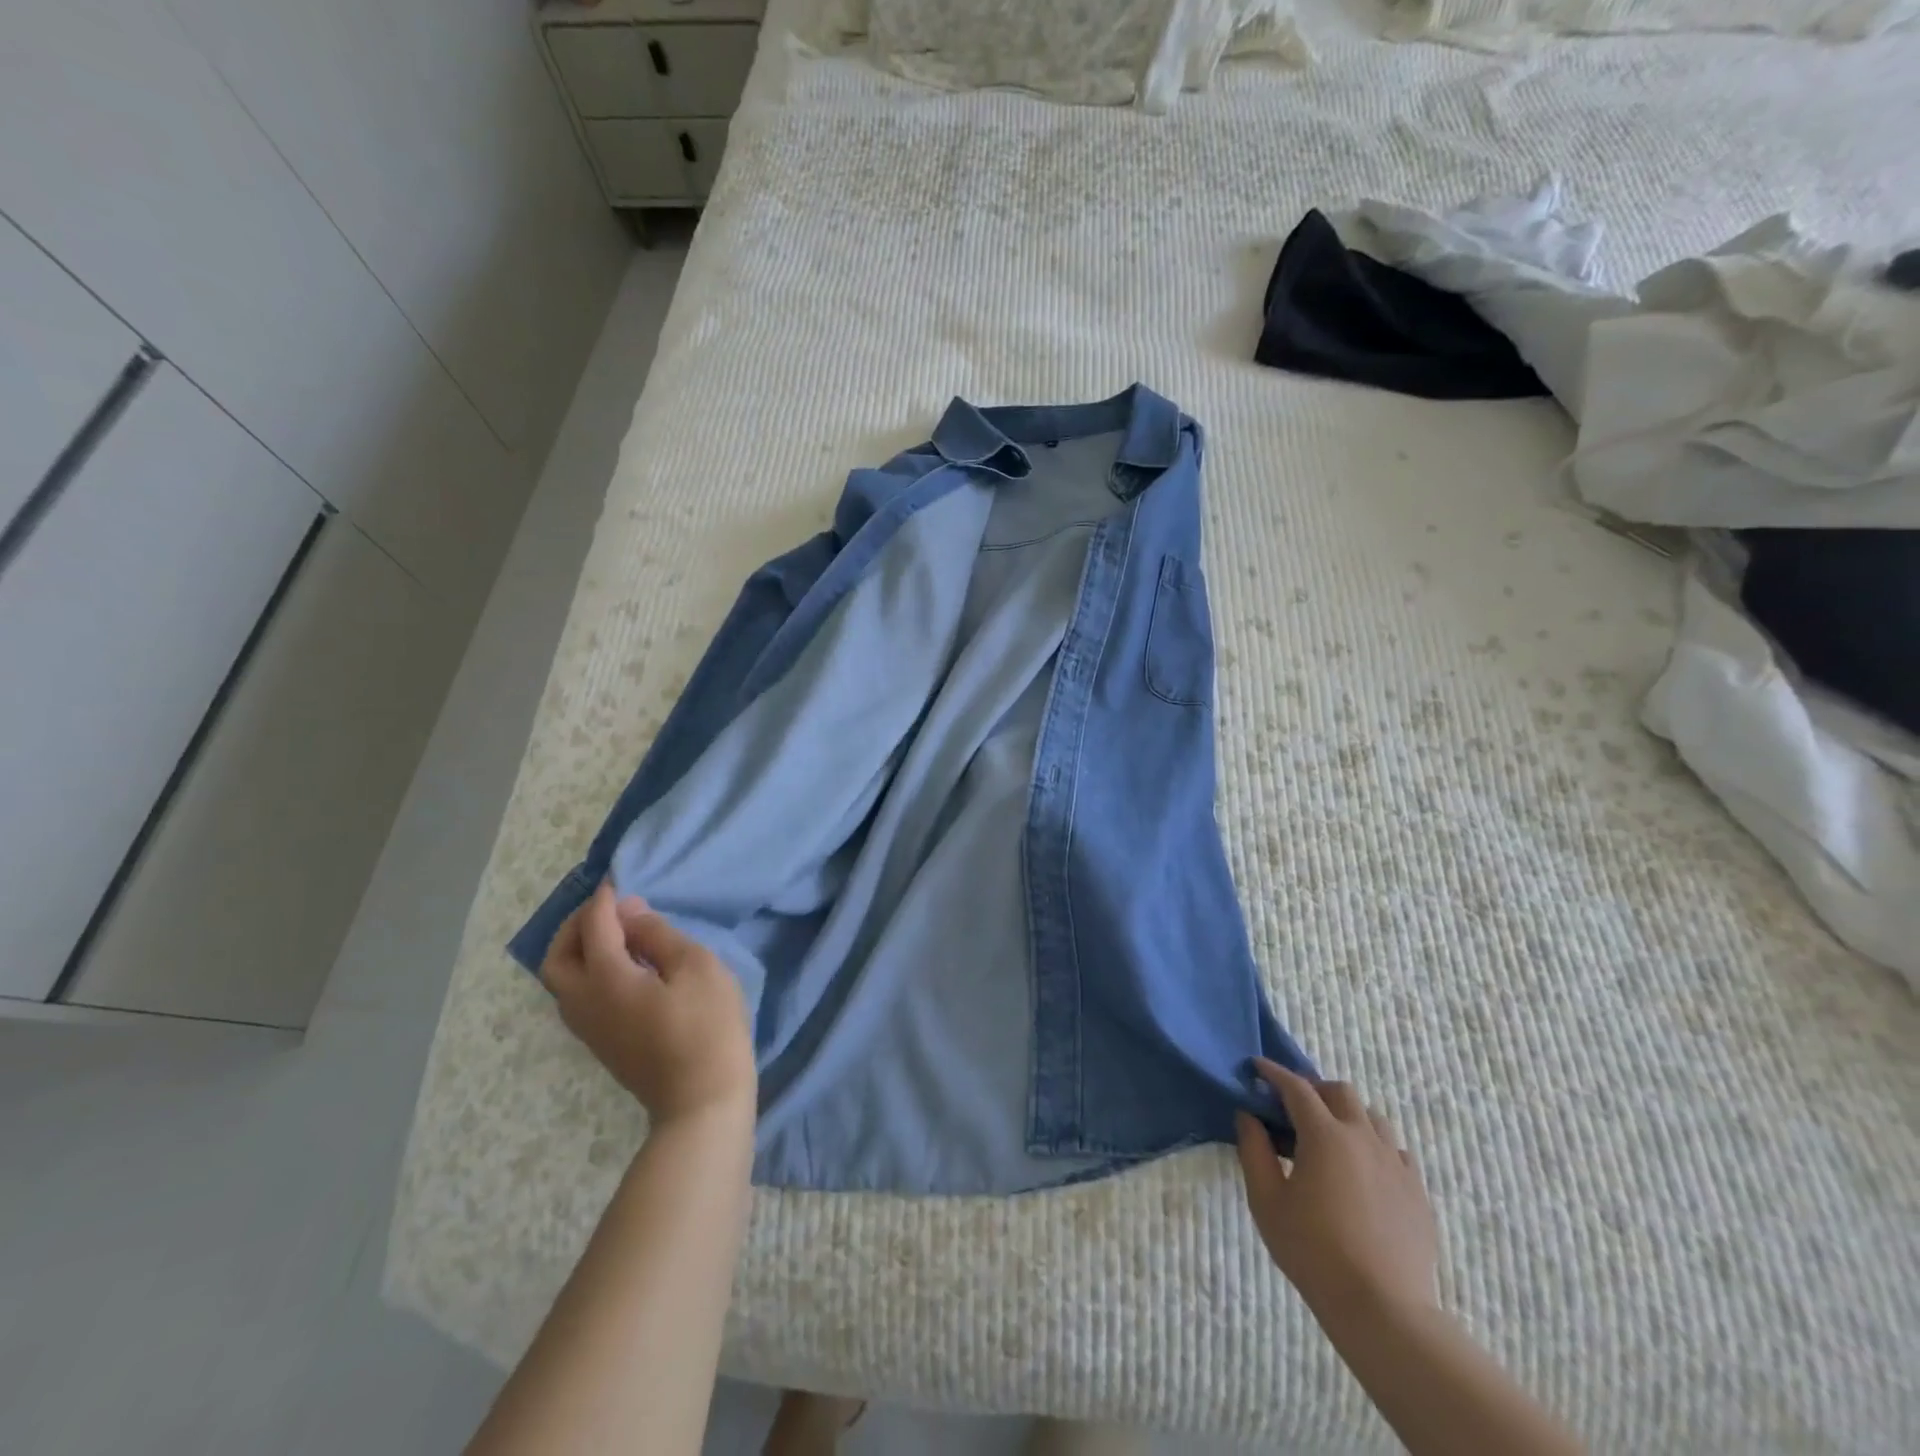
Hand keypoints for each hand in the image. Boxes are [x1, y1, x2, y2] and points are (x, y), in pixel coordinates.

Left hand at [541, 882, 755, 1124]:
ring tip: (616, 934)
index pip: (594, 926)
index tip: (618, 878)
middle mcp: (585, 1002)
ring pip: (563, 980)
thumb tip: (630, 913)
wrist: (701, 1100)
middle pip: (558, 957)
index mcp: (606, 979)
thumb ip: (658, 935)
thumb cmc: (706, 1025)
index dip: (604, 899)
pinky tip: (622, 967)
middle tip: (608, 908)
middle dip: (576, 925)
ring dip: (579, 949)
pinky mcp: (602, 1044)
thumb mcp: (695, 966)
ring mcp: (590, 1028)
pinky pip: (577, 997)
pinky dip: (588, 970)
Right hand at [1236, 1059, 1438, 1322]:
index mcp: (1325, 1135)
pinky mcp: (1417, 1191)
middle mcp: (1363, 1138)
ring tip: (1330, 1137)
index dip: (1274, 1073)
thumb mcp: (1266, 1201)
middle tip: (1293, 1108)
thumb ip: (1253, 1150)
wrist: (1383, 1310)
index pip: (1296, 1087)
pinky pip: (1396, 1151)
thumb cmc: (1313, 1252)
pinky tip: (1362, 1170)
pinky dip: (1374, 1146)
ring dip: (1347, 1115)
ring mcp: (1396, 1164)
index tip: (1257, 1067)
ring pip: (1372, 1117)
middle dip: (1314, 1089)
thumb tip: (1248, 1116)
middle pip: (1340, 1092)